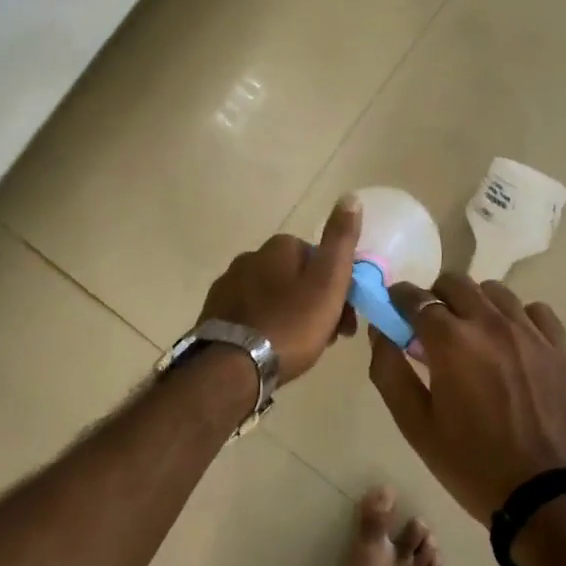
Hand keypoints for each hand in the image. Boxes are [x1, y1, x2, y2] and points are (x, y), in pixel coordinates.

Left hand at [196, 194, 360, 382]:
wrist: (232, 367)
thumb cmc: (290, 324)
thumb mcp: (328, 282)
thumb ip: (341, 241)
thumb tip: (351, 197)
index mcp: (278, 247)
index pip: (318, 257)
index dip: (337, 286)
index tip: (346, 317)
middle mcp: (250, 257)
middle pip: (294, 277)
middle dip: (314, 302)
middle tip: (329, 338)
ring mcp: (228, 285)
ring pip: (273, 296)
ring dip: (290, 315)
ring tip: (301, 350)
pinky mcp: (214, 313)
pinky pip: (251, 315)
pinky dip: (265, 326)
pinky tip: (270, 350)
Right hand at [367, 274, 565, 521]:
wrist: (548, 497)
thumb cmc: (473, 464)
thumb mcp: (416, 426)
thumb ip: (389, 371)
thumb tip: (380, 331)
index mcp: (451, 340)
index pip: (415, 297)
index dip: (399, 298)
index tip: (394, 308)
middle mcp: (489, 322)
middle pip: (455, 282)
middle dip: (435, 296)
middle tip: (430, 326)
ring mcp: (529, 331)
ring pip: (494, 291)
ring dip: (475, 303)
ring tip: (472, 334)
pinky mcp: (558, 347)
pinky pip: (534, 310)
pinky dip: (517, 316)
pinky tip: (512, 341)